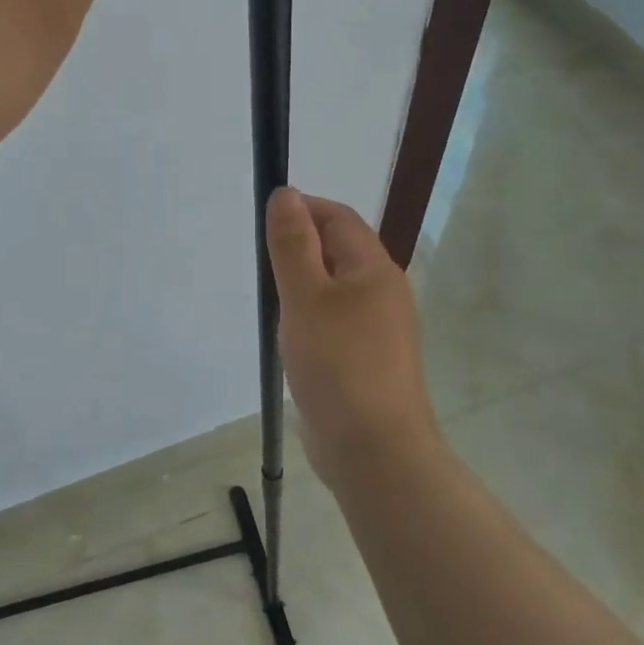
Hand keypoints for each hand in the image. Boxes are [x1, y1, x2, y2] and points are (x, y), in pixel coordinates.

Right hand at [266, 188, 440, 491]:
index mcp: (374, 269)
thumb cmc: (338, 364)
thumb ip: (292, 244)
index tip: (263, 223)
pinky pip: (334, 321)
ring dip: (301, 285)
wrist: (374, 450)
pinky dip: (309, 317)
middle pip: (338, 250)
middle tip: (261, 267)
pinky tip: (289, 338)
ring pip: (334, 288)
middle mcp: (382, 292)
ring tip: (271, 302)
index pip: (338, 218)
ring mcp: (377, 328)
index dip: (302, 209)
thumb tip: (286, 194)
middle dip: (298, 248)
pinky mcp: (365, 359)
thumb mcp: (305, 297)